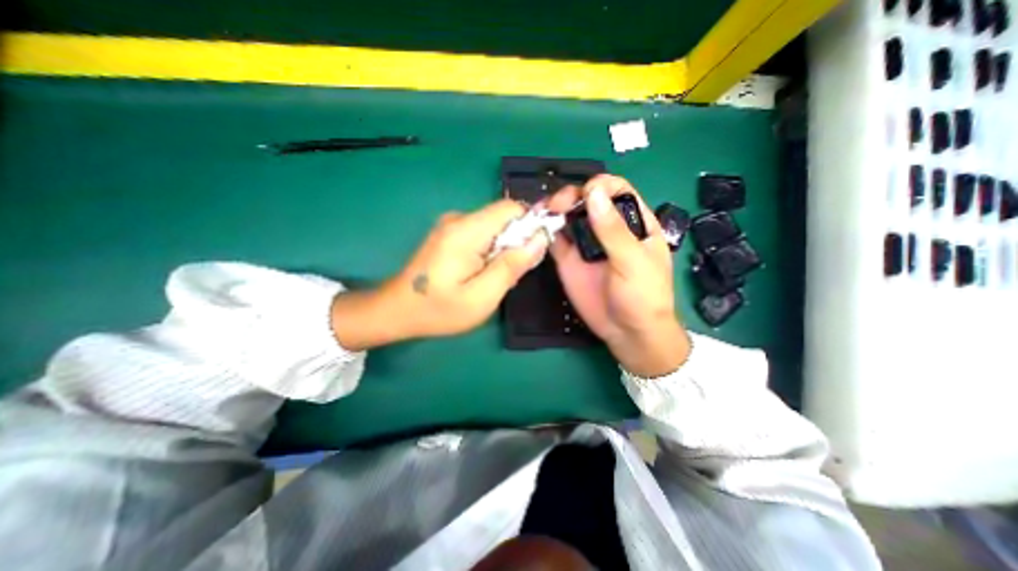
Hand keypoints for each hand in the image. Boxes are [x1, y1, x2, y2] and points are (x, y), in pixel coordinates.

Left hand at [332, 202, 549, 348]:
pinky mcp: (450, 234)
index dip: (530, 224)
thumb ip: (512, 266)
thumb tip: (540, 239)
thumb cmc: (439, 310)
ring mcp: (452, 225)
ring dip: (504, 248)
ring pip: (495, 227)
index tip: (534, 252)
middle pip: (503, 217)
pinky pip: (482, 234)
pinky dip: (491, 250)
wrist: (397, 310)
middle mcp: (459, 219)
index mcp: (466, 231)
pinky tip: (481, 273)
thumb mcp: (482, 296)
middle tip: (510, 273)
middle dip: (517, 241)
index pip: (511, 208)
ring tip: (494, 278)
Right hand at [550, 173, 691, 379]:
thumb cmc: (643, 296)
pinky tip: (539, 230)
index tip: (586, 193)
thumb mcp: (633, 261)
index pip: (616, 190)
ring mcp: (586, 244)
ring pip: (569, 216)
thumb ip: (613, 229)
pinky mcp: (569, 259)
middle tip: (558, 205)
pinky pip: (556, 239)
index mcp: (633, 222)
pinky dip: (546, 231)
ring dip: (555, 210)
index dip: (600, 186)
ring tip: (545, 213)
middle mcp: (607, 228)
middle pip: (587, 199)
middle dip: (572, 196)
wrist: (627, 333)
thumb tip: (593, 193)